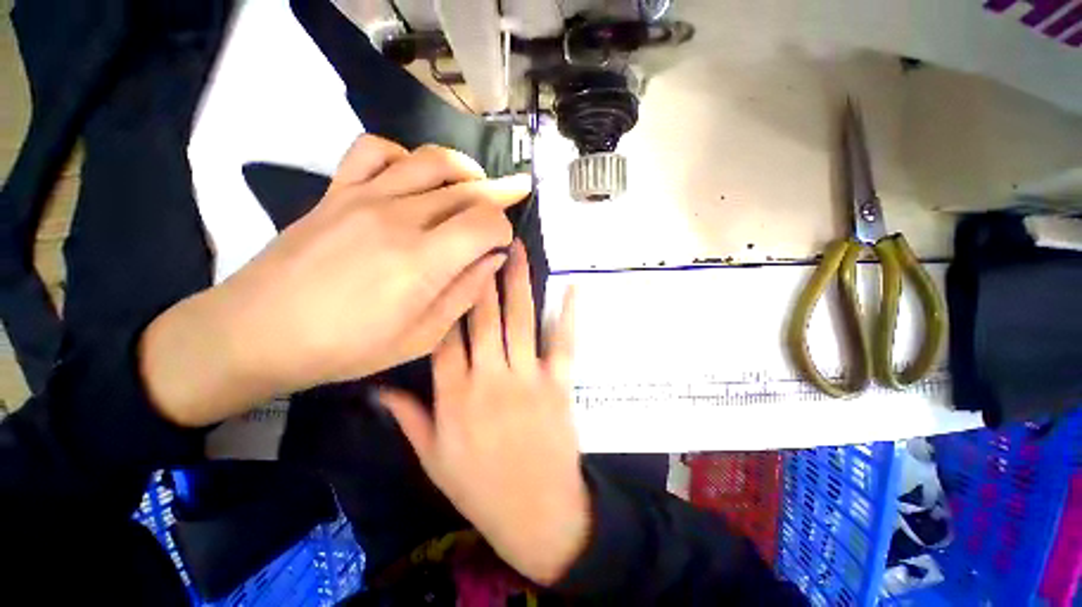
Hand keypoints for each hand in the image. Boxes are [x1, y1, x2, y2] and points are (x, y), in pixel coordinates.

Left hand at [141, 135, 529, 425]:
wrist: (258, 332)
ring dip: (464, 168)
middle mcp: (399, 218)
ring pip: (429, 161)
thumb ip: (464, 293)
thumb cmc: (346, 347)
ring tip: (476, 181)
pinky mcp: (336, 191)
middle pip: (466, 190)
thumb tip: (493, 259)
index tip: (502, 245)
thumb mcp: (422, 338)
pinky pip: (374, 150)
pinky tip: (414, 175)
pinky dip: (405, 155)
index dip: (504, 229)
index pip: (485, 222)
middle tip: (517, 192)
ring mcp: (363, 197)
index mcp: (422, 261)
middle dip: (500, 192)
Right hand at [381, 241, 588, 585]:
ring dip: (518, 282)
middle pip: (483, 316)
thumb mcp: (433, 459)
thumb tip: (378, 388)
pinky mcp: (558, 384)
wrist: (535, 513)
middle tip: (484, 240)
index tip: (448, 266)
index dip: (446, 298)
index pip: (444, 334)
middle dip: (482, 275)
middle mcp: (488, 377)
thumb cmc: (480, 488)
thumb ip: (408, 419)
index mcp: (454, 395)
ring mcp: (527, 377)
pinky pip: (563, 342)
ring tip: (516, 250)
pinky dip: (568, 314)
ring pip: (519, 320)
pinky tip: (571, 288)